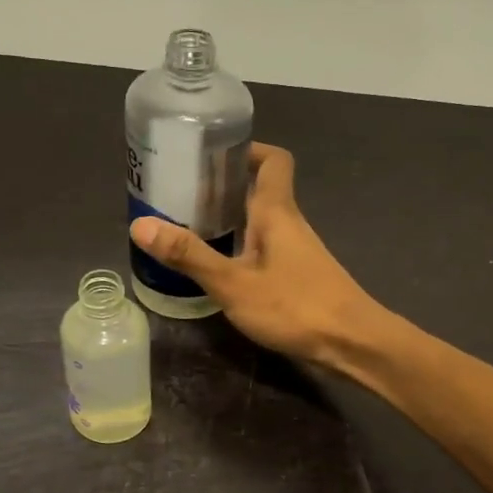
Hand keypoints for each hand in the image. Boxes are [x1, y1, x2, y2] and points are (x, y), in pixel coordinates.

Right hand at [129, 143, 390, 370]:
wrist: (352, 344)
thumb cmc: (295, 306)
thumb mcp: (234, 283)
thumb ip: (190, 255)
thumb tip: (139, 224)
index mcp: (277, 211)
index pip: (273, 160)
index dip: (248, 149)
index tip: (212, 153)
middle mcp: (289, 224)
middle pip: (259, 190)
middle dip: (223, 187)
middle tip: (180, 194)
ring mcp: (297, 252)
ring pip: (261, 223)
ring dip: (229, 220)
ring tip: (188, 229)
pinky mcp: (299, 277)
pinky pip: (265, 249)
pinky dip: (241, 248)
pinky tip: (218, 268)